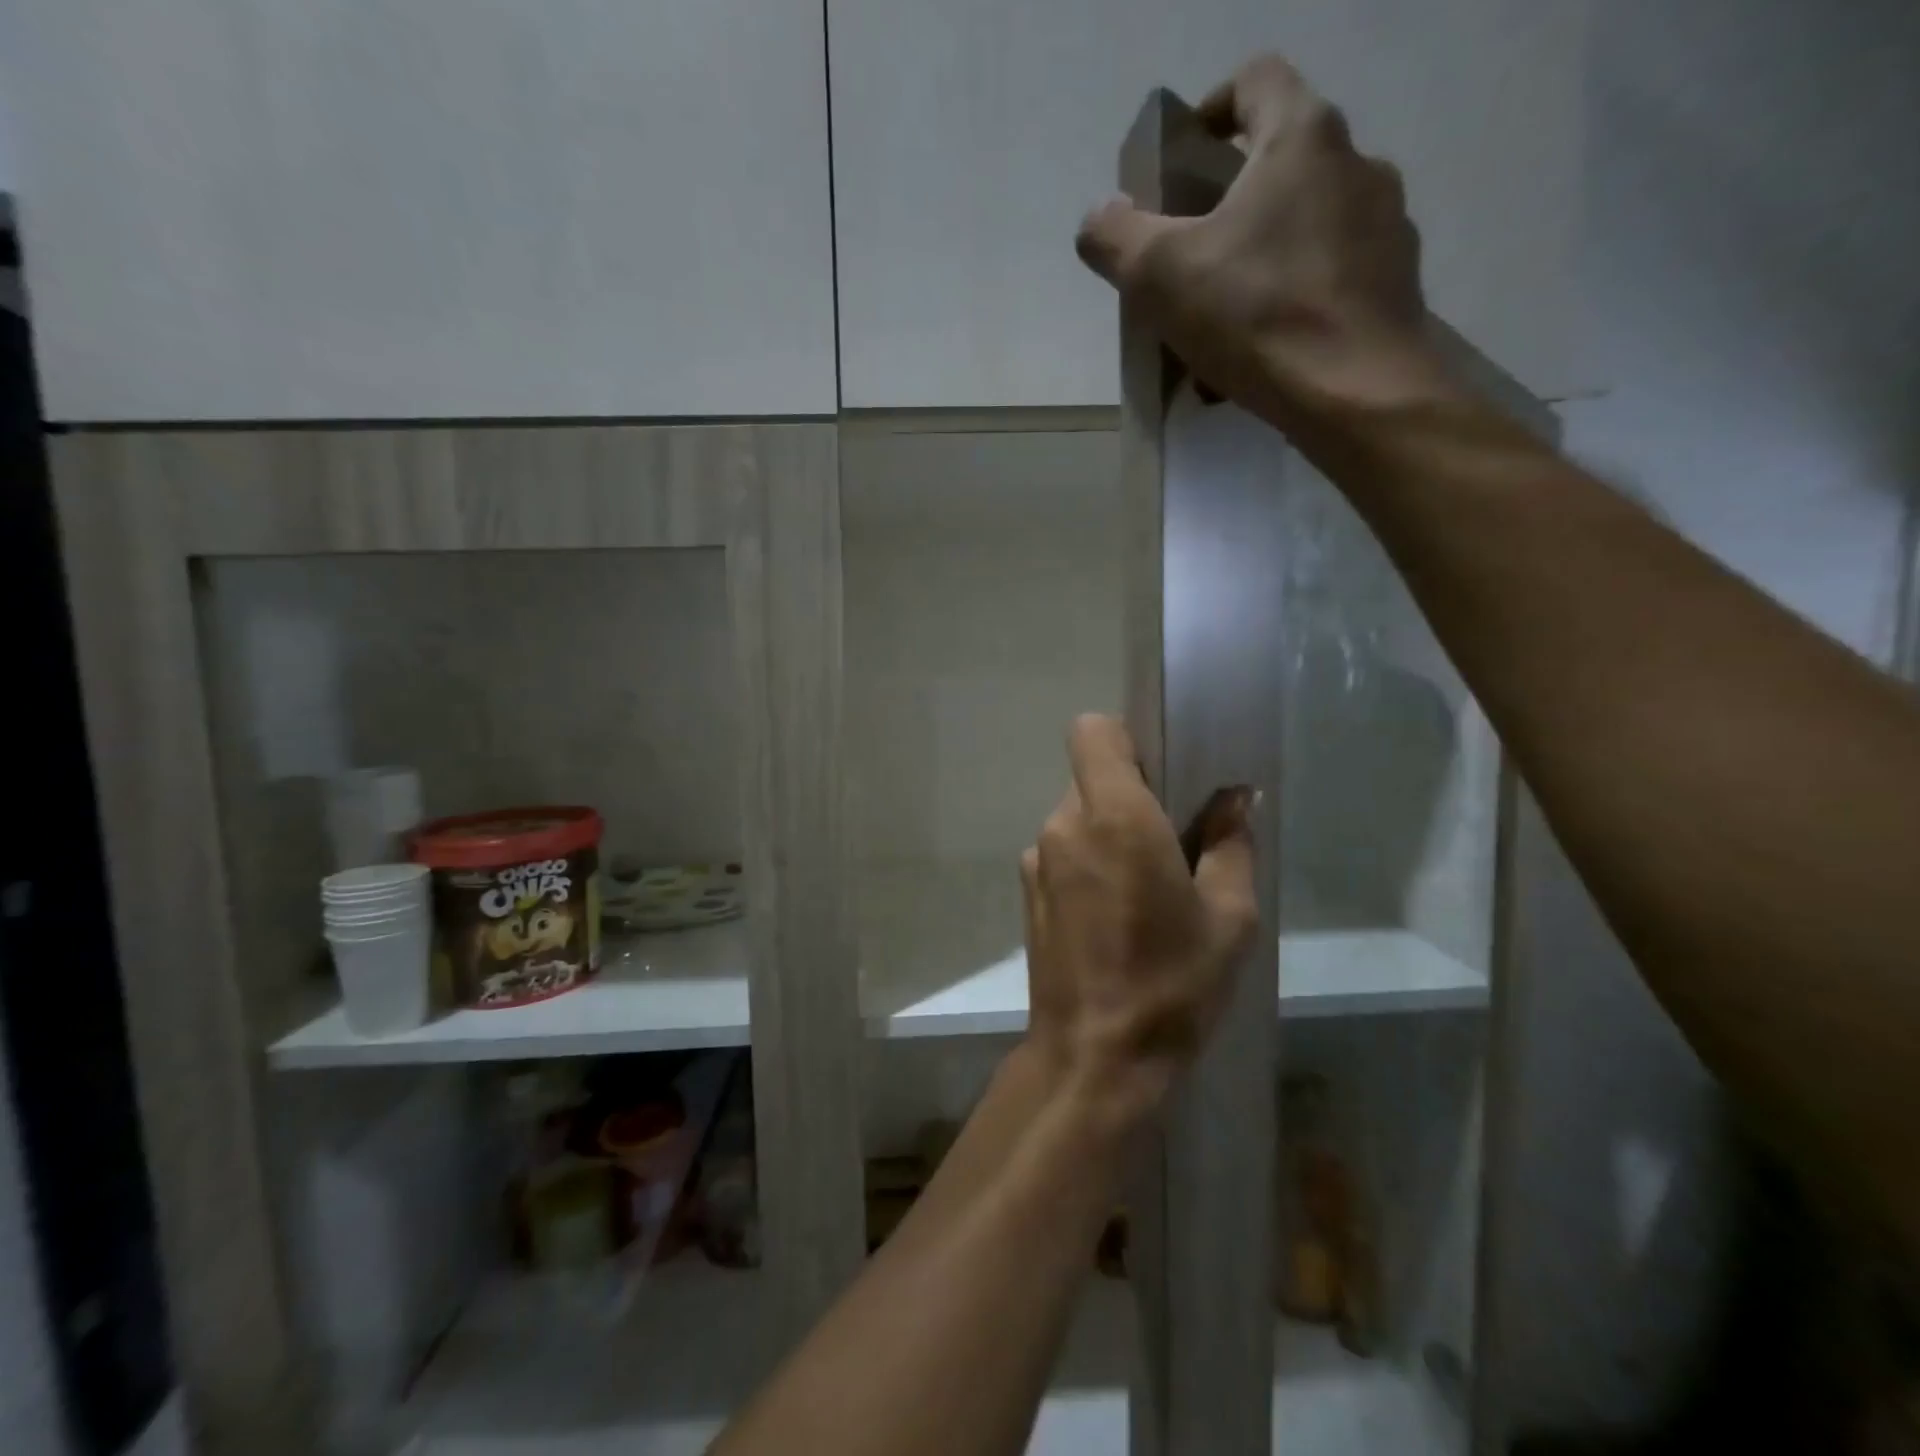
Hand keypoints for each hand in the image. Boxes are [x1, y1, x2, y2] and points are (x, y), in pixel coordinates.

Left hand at [1021, 716, 1258, 1124]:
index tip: (1163, 773)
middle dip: (1130, 793)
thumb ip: (1231, 843)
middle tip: (1174, 840)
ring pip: (1077, 816)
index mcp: (1113, 816)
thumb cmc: (1172, 984)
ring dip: (1109, 832)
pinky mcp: (1026, 892)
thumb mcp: (1229, 917)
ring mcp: (1037, 859)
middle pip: (1090, 775)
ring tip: (1146, 888)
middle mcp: (1063, 825)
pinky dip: (1088, 862)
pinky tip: (1113, 914)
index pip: (1093, 730)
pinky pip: (1063, 852)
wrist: (1093, 1059)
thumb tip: (1234, 797)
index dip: (1127, 738)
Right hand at [1076, 55, 1445, 426]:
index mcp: (1301, 137)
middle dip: (1230, 203)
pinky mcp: (1396, 284)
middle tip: (1193, 256)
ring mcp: (1386, 224)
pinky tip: (1266, 351)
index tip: (1184, 159)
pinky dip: (1294, 301)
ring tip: (1226, 321)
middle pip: (1281, 160)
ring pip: (1306, 226)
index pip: (1255, 80)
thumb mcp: (1158, 276)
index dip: (1211, 109)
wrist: (1357, 394)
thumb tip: (1099, 220)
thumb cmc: (1256, 317)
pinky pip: (1331, 278)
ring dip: (1263, 258)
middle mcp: (1357, 163)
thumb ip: (1115, 237)